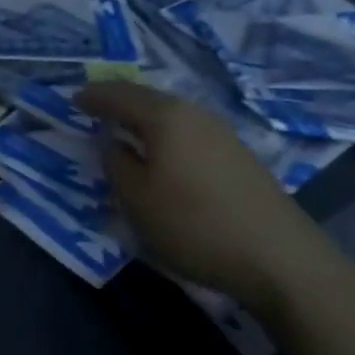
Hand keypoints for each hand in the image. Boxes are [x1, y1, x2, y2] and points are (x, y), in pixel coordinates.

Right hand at [76, 82, 332, 314]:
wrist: (282, 259)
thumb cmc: (195, 225)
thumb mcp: (138, 200)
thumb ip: (117, 164)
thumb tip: (113, 142)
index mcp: (165, 117)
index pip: (119, 95)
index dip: (93, 97)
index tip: (73, 100)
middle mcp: (194, 114)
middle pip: (148, 99)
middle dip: (120, 102)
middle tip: (96, 109)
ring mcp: (222, 133)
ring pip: (172, 115)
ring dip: (145, 119)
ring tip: (126, 130)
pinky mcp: (240, 156)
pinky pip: (190, 132)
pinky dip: (167, 135)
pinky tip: (164, 154)